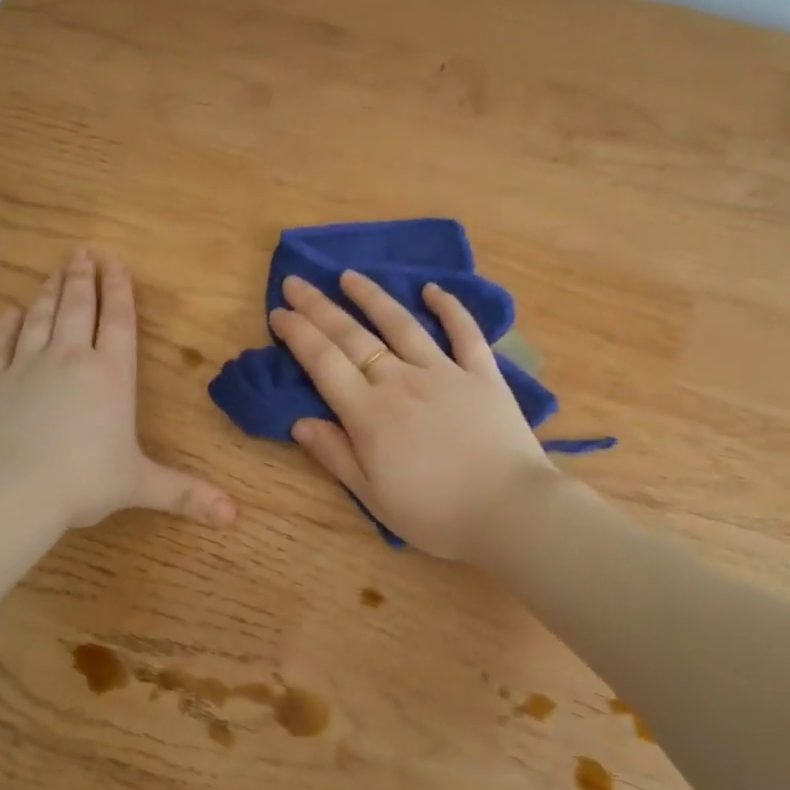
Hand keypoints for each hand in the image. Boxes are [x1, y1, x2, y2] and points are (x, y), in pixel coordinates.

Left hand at [0, 249, 236, 534]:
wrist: (9, 492)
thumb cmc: (83, 482)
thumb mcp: (141, 485)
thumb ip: (186, 493)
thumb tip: (233, 516)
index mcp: (112, 375)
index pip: (118, 321)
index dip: (119, 290)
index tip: (114, 262)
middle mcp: (71, 359)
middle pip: (78, 307)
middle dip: (83, 278)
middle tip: (82, 252)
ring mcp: (26, 366)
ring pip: (41, 318)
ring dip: (49, 292)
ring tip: (55, 271)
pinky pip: (0, 344)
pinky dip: (6, 325)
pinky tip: (10, 312)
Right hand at [268, 271, 564, 560]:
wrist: (510, 510)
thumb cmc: (436, 513)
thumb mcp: (373, 496)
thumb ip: (335, 455)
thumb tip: (299, 421)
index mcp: (369, 414)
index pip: (323, 362)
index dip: (298, 333)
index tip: (279, 312)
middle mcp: (401, 381)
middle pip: (353, 336)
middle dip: (320, 307)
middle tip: (296, 282)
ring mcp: (444, 372)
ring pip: (401, 324)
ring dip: (372, 297)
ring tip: (349, 276)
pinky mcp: (483, 373)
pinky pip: (464, 332)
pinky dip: (449, 307)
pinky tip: (433, 289)